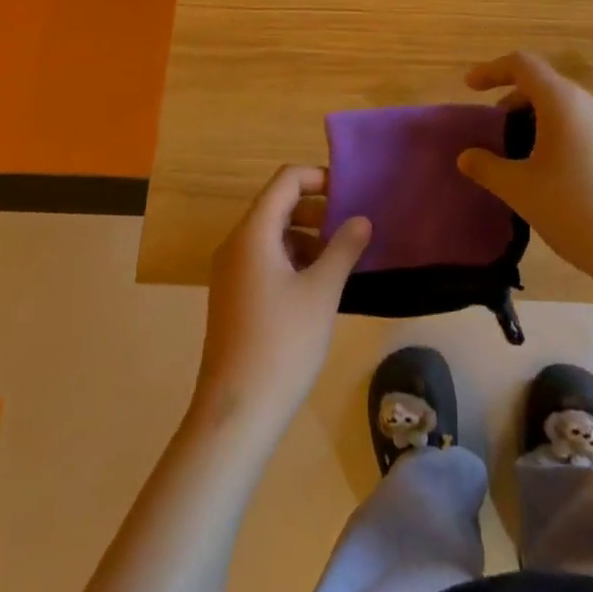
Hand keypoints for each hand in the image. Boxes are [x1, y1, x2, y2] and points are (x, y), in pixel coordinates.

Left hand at [193, 164, 369, 437]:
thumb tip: (361, 220)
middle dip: (316, 209)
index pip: (285, 181)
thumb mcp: (322, 292)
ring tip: (341, 258)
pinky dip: (293, 258)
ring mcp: (231, 272)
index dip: (318, 178)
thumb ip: (344, 249)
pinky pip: (265, 259)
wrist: (236, 414)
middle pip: (277, 205)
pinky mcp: (234, 296)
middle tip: (352, 227)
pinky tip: (319, 285)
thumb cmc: (282, 344)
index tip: (351, 194)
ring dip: (307, 236)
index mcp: (253, 233)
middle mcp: (236, 244)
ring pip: (272, 234)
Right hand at [456, 50, 592, 284]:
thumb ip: (487, 168)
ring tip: (518, 157)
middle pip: (544, 85)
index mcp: (563, 102)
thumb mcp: (521, 190)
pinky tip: (551, 175)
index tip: (470, 87)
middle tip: (493, 130)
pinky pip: (582, 128)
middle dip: (513, 101)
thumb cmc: (575, 210)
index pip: (522, 65)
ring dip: (535, 121)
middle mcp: (591, 104)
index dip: (492, 70)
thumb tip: (466, 157)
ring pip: (564, 109)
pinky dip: (557, 135)